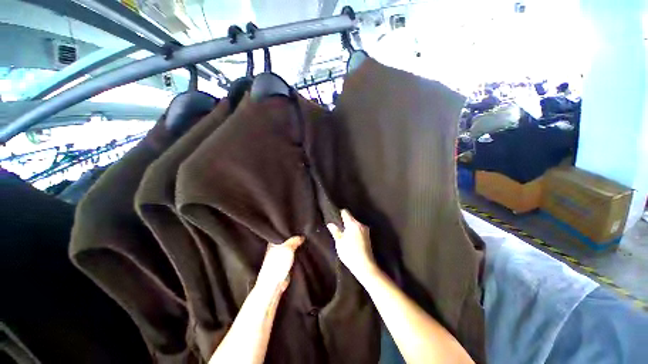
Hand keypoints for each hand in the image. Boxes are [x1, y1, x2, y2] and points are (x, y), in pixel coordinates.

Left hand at [255, 236, 304, 293]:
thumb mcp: (287, 247)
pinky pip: (293, 257)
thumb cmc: (276, 265)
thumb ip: (294, 240)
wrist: (274, 284)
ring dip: (297, 249)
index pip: (282, 234)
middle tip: (303, 237)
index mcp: (273, 243)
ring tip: (304, 245)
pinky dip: (297, 256)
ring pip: (291, 250)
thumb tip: (301, 237)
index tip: (299, 230)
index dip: (291, 232)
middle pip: (288, 241)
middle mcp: (276, 249)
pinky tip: (302, 254)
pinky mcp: (285, 265)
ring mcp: (281, 257)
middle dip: (295, 240)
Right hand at [327, 210, 375, 277]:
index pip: (345, 212)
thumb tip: (330, 224)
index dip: (339, 213)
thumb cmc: (350, 253)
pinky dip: (354, 232)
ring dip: (350, 227)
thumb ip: (335, 231)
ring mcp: (365, 230)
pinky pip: (359, 230)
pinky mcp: (368, 237)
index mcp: (353, 223)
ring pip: (355, 224)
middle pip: (351, 218)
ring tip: (343, 235)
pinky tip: (350, 239)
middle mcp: (360, 224)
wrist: (365, 266)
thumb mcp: (339, 242)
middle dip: (344, 221)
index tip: (334, 217)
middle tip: (337, 228)